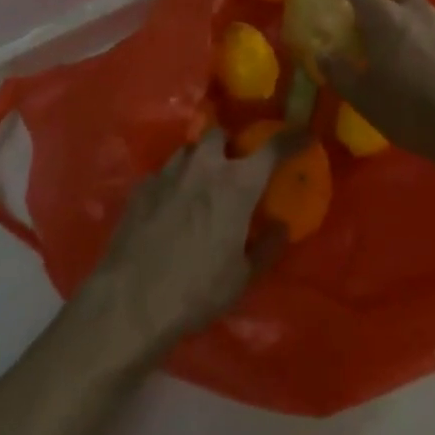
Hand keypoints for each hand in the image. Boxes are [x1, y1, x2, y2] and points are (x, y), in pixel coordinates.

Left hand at [79, 127, 301, 363]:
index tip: (304, 134)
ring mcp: (169, 171)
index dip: (291, 138)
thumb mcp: (243, 277)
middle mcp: (204, 165)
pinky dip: (174, 182)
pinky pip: (165, 172)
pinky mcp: (142, 186)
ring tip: (201, 185)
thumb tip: (281, 225)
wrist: (131, 301)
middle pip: (221, 134)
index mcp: (237, 183)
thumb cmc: (196, 290)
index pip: (272, 148)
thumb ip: (267, 246)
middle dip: (230, 144)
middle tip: (234, 168)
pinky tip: (171, 207)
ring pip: (190, 150)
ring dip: (201, 160)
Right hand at [316, 0, 434, 170]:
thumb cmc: (408, 108)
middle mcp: (413, 11)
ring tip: (399, 52)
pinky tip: (423, 68)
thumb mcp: (362, 97)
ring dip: (407, 20)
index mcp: (382, 17)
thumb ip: (339, 71)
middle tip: (374, 24)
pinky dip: (425, 39)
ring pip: (420, 8)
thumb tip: (324, 53)